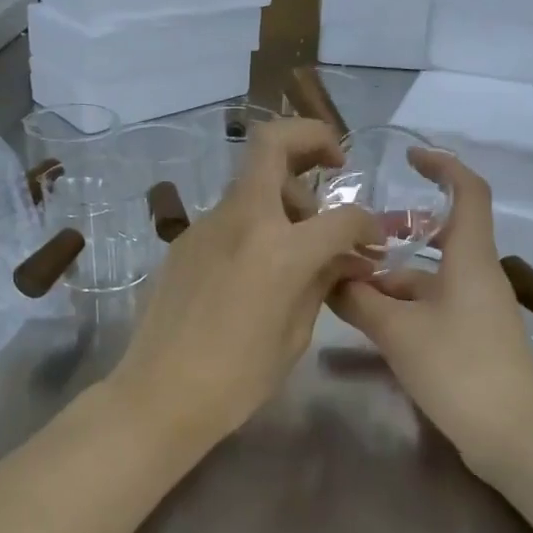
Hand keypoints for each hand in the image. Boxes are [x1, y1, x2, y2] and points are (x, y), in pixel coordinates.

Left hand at [106, 117, 378, 453]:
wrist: (160, 394)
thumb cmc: (237, 379)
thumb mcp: (295, 334)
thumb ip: (321, 283)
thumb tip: (343, 260)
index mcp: (280, 249)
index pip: (340, 216)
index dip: (367, 225)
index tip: (372, 241)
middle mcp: (242, 220)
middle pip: (273, 143)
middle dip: (312, 138)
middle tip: (335, 164)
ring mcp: (206, 225)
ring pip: (251, 180)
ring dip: (284, 190)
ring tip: (300, 237)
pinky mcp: (184, 240)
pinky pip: (231, 214)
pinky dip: (256, 220)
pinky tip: (259, 263)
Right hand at [330, 152, 532, 467]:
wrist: (512, 435)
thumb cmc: (459, 369)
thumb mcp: (398, 331)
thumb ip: (359, 300)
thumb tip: (327, 276)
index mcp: (470, 259)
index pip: (469, 192)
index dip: (443, 166)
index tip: (409, 157)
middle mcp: (477, 276)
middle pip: (442, 235)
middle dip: (400, 231)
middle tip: (358, 233)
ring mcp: (476, 309)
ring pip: (430, 275)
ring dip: (392, 274)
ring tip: (345, 282)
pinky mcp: (471, 337)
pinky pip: (432, 304)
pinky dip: (402, 303)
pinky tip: (368, 319)